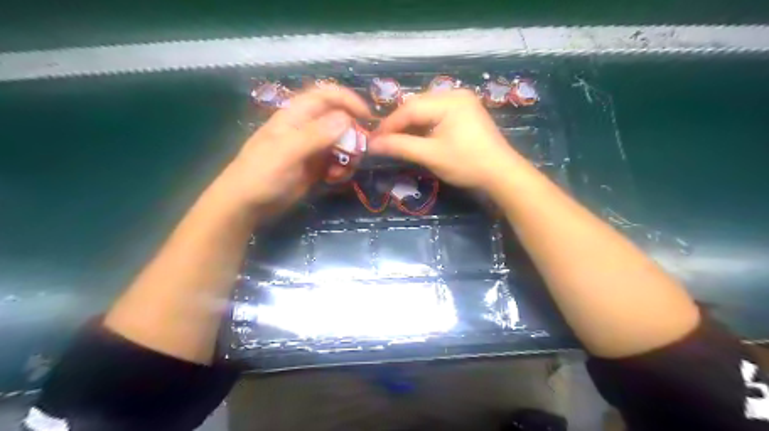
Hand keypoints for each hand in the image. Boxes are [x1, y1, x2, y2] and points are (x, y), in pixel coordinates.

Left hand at [221, 87, 371, 211]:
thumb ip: (316, 135)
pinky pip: (336, 162)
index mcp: (296, 116)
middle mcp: (307, 129)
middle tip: (359, 152)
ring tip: (342, 171)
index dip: (348, 100)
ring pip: (341, 143)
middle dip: (352, 135)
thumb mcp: (287, 152)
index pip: (326, 96)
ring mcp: (311, 149)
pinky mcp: (314, 167)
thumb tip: (346, 119)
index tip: (367, 116)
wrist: (246, 205)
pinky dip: (341, 169)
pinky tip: (335, 179)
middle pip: (339, 121)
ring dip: (348, 156)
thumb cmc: (262, 174)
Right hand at [369, 90, 526, 191]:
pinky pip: (437, 115)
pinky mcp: (465, 112)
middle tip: (382, 140)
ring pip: (426, 110)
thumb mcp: (431, 155)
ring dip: (410, 125)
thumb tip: (372, 144)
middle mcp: (455, 94)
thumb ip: (400, 146)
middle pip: (417, 106)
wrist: (502, 174)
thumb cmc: (467, 163)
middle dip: (398, 124)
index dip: (389, 124)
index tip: (372, 139)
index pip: (409, 108)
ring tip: (395, 140)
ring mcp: (462, 102)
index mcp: (449, 100)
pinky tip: (415, 136)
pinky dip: (424, 126)